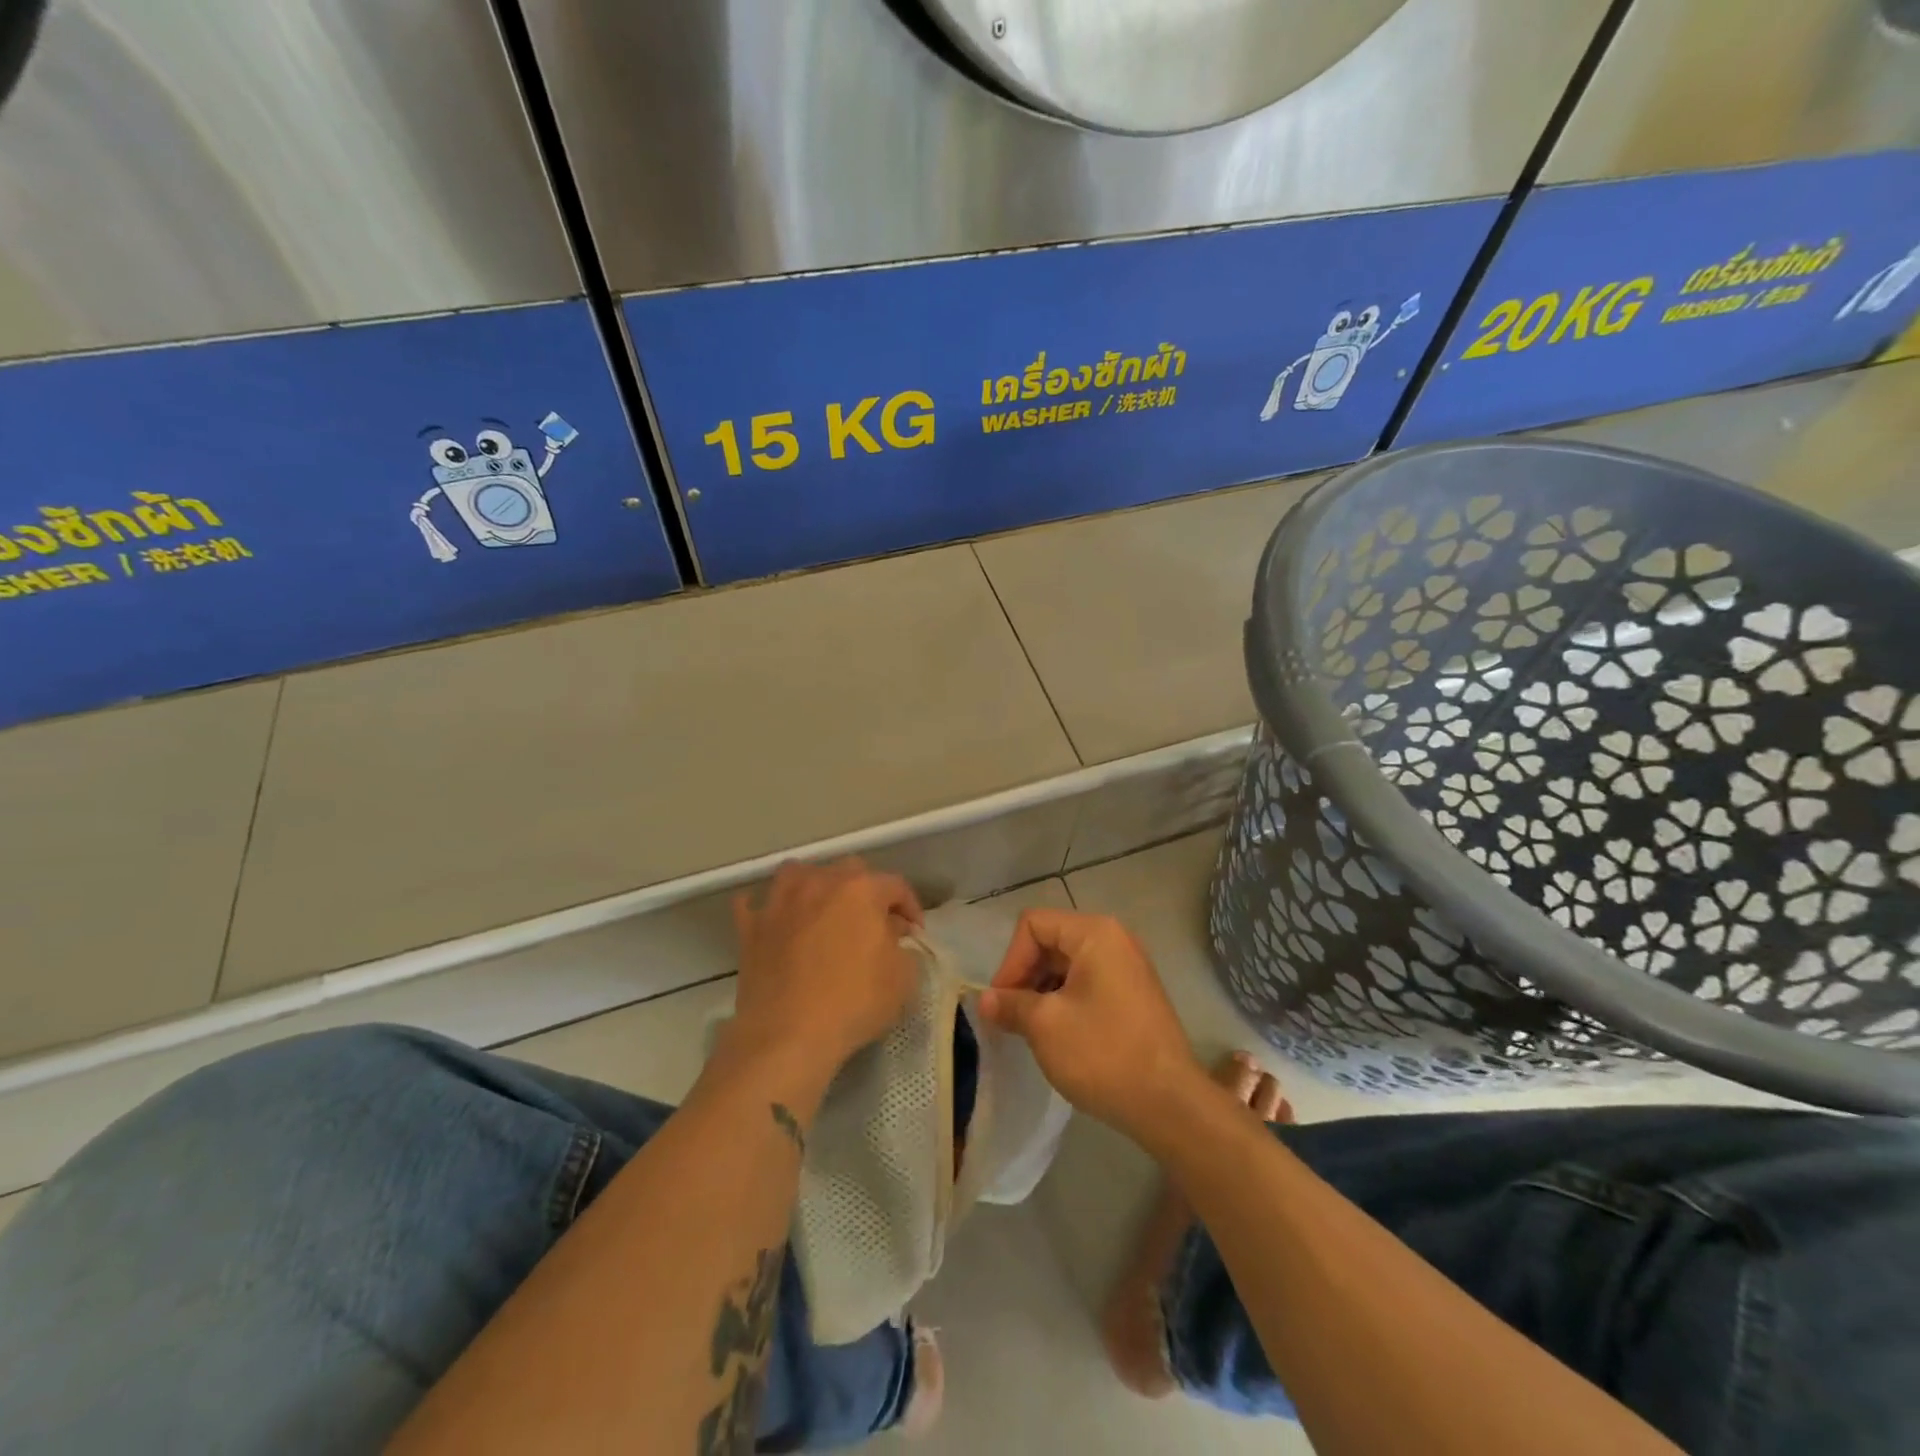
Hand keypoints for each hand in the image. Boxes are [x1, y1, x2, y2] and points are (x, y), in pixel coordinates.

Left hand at [727, 859, 922, 1080]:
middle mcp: (820, 883)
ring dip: (814, 886)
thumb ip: (903, 947)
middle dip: (865, 890)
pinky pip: (753, 904)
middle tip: (871, 921)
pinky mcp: (751, 927)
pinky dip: (764, 908)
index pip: (896, 885)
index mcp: (861, 890)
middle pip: (848, 870)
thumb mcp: (903, 979)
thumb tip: (889, 934)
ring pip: (797, 873)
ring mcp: (780, 902)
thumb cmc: (853, 1003)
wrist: (786, 1036)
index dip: (910, 907)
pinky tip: (773, 920)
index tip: (914, 933)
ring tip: (821, 910)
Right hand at [978, 909, 1200, 1136]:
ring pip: (1067, 965)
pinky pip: (1088, 983)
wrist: (1169, 1104)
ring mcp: (1128, 967)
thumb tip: (984, 1000)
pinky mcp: (1134, 994)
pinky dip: (1065, 1001)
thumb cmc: (1103, 1053)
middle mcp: (1115, 939)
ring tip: (1032, 1029)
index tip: (1002, 1002)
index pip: (1033, 925)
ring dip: (1043, 991)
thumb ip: (1010, 1004)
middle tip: (1011, 1017)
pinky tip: (1058, 1035)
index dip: (1011, 961)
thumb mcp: (1045, 1025)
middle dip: (1025, 976)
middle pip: (1051, 941)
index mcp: (1095, 933)